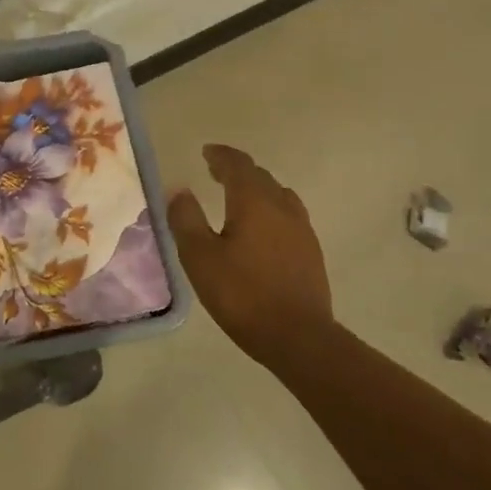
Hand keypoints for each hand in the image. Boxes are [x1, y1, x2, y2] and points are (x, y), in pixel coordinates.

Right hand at [167, 145, 336, 371]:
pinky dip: (270, 209)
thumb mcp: (200, 258)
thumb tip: (179, 189)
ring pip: (278, 195)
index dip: (221, 155)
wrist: (299, 337)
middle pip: (259, 176)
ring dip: (256, 188)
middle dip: (236, 170)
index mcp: (254, 202)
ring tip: (239, 197)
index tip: (207, 152)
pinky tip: (262, 229)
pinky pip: (288, 215)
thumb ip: (186, 219)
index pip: (237, 165)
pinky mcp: (311, 251)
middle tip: (216, 172)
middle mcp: (282, 207)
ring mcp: (302, 229)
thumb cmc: (243, 294)